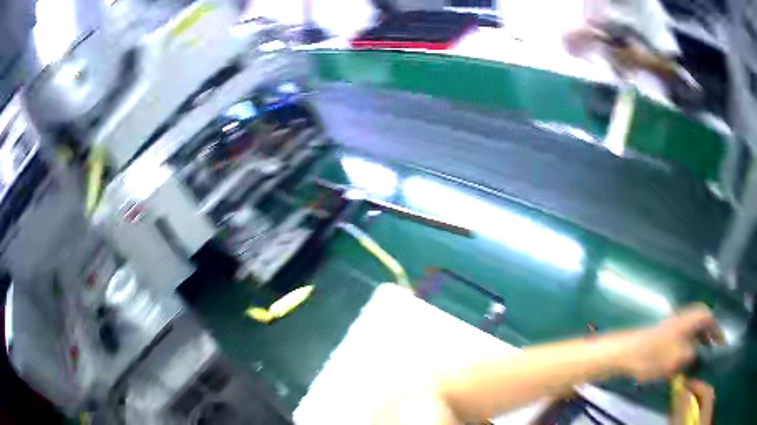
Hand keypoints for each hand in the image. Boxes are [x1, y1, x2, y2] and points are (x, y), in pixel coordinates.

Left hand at [618, 304, 717, 382]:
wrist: (627, 353)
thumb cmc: (655, 354)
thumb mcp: (679, 357)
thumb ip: (692, 354)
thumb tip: (698, 353)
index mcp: (689, 318)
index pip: (709, 317)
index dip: (716, 329)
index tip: (720, 341)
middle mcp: (683, 317)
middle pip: (701, 320)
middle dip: (708, 333)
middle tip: (711, 348)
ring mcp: (672, 325)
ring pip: (691, 328)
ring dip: (698, 339)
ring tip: (700, 355)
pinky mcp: (663, 334)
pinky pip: (682, 336)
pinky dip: (687, 345)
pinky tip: (684, 359)